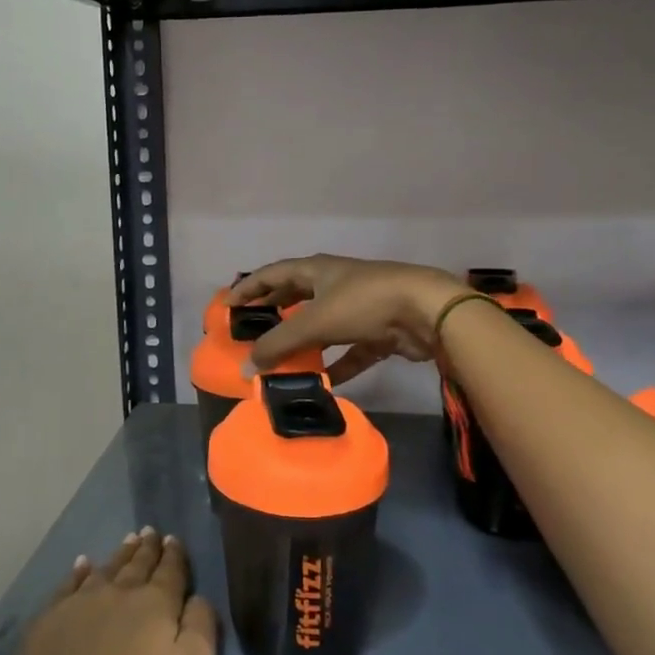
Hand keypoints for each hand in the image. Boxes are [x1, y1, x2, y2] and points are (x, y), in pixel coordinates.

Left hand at [5, 529, 218, 654]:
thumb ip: (201, 629)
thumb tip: (200, 597)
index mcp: (156, 603)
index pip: (170, 571)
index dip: (174, 555)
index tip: (173, 539)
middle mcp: (120, 592)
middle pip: (137, 564)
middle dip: (147, 548)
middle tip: (150, 532)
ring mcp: (82, 602)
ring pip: (107, 569)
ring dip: (120, 554)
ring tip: (128, 540)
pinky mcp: (52, 618)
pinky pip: (70, 584)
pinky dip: (79, 571)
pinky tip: (82, 564)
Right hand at [230, 254, 467, 383]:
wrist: (426, 311)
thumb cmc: (364, 303)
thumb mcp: (315, 322)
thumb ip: (279, 344)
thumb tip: (245, 367)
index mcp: (316, 270)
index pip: (272, 275)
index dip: (248, 288)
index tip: (227, 306)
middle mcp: (335, 284)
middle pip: (296, 298)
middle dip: (274, 314)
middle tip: (252, 333)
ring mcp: (358, 307)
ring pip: (322, 326)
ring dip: (303, 343)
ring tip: (281, 362)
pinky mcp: (378, 332)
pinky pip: (349, 351)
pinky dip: (335, 365)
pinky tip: (322, 383)